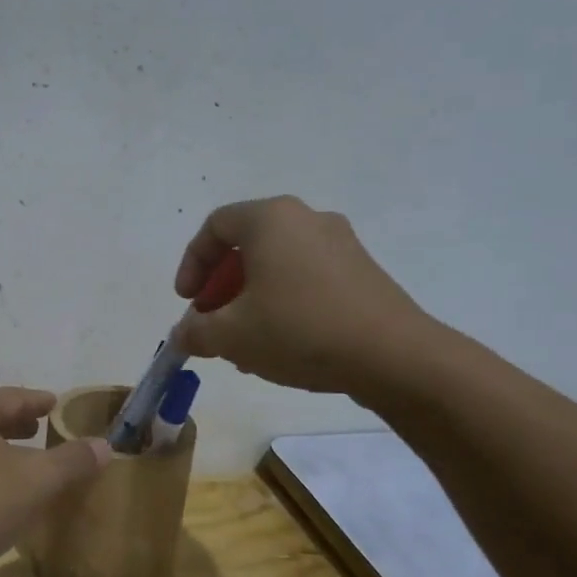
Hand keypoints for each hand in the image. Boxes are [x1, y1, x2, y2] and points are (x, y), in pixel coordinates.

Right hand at [173, 196, 438, 396]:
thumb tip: (183, 333)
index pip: (215, 226)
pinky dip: (282, 303)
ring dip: (250, 300)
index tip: (188, 302)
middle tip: (212, 322)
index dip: (192, 264)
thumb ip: (195, 331)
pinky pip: (306, 279)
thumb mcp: (231, 335)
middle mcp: (307, 219)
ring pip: (277, 266)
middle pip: (247, 246)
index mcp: (271, 219)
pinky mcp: (363, 272)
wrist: (394, 357)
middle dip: (221, 287)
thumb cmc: (299, 331)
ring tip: (243, 343)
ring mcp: (341, 245)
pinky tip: (280, 345)